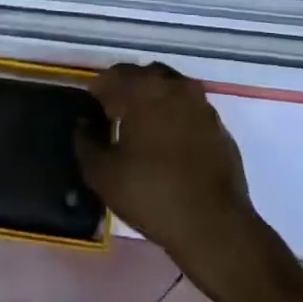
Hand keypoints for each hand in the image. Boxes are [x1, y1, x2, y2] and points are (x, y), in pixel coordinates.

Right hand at [74, 62, 262, 287]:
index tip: (92, 114)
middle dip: (127, 92)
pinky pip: (190, 113)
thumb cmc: (152, 194)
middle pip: (144, 77)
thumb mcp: (104, 175)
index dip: (98, 93)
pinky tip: (170, 150)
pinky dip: (176, 121)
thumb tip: (83, 126)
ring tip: (143, 134)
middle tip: (115, 120)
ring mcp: (201, 104)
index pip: (113, 75)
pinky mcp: (219, 127)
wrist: (214, 226)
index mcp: (144, 88)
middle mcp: (175, 85)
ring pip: (170, 91)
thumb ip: (85, 144)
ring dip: (154, 104)